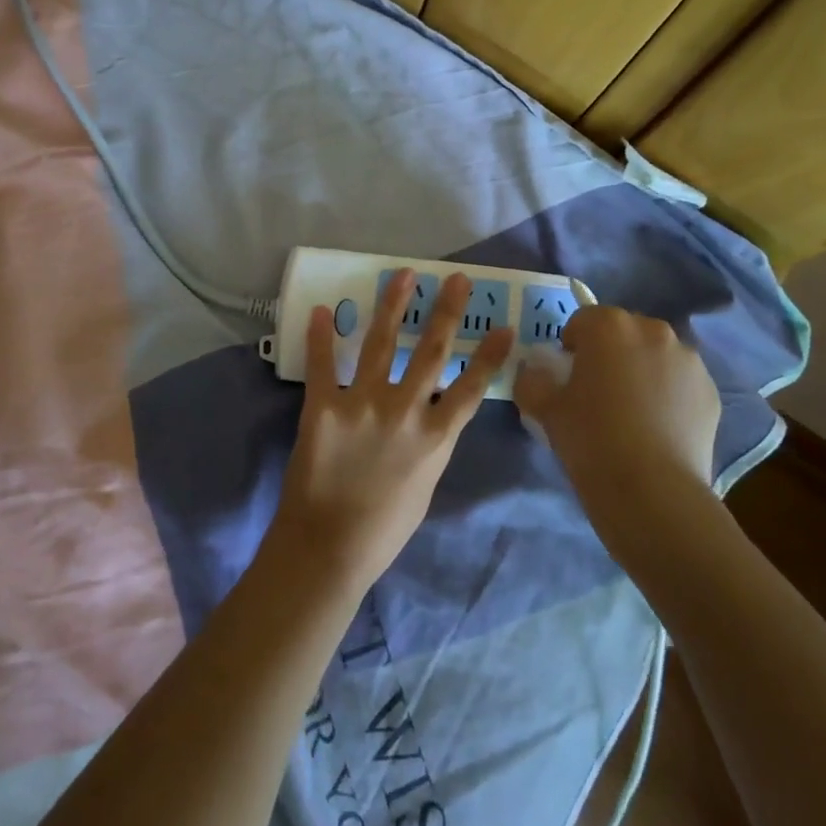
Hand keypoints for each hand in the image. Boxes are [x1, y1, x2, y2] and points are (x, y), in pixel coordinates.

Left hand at [270, 270, 515, 589]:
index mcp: (435, 438)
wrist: (328, 549)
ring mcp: (363, 406)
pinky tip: (325, 310)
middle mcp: (405, 412)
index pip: (471, 388)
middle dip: (446, 312)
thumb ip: (431, 445)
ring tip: (403, 275)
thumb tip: (435, 416)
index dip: (488, 356)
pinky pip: (323, 365)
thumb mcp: (425, 486)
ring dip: (393, 306)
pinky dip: (322, 336)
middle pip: (431, 352)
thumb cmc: (383, 528)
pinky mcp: (323, 408)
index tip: (503, 326)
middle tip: (455, 279)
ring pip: (382, 344)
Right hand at [513, 306, 720, 511]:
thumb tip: (535, 372)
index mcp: (609, 326)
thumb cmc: (590, 439)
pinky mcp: (710, 391)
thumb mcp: (544, 408)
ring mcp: (688, 360)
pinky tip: (657, 428)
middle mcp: (653, 331)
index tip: (567, 377)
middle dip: (610, 353)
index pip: (582, 321)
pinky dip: (668, 394)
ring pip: (656, 355)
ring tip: (632, 413)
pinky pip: (680, 382)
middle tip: (598, 393)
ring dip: (642, 370)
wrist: (652, 491)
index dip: (571, 346)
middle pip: (623, 332)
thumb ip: (532, 380)